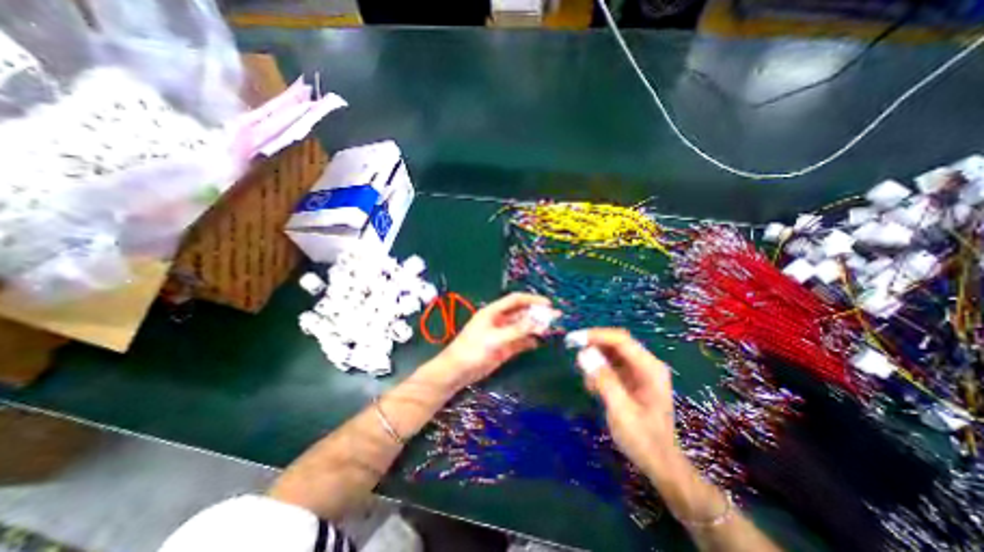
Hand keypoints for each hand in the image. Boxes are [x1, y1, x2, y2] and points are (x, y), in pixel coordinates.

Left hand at [428, 293, 555, 390]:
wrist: (458, 371)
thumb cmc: (473, 350)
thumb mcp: (495, 338)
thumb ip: (517, 330)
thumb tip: (538, 322)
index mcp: (494, 312)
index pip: (516, 300)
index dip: (532, 300)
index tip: (548, 304)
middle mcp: (500, 320)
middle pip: (521, 313)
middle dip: (537, 314)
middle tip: (555, 317)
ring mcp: (503, 334)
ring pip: (523, 327)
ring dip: (535, 327)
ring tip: (551, 330)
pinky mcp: (504, 347)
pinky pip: (520, 341)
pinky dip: (529, 341)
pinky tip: (539, 342)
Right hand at [579, 327, 677, 473]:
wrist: (660, 464)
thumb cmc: (643, 439)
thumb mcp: (621, 410)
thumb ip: (603, 379)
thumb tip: (583, 353)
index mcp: (650, 368)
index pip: (621, 340)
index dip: (596, 336)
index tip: (574, 340)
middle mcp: (646, 365)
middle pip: (616, 344)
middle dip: (594, 347)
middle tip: (575, 357)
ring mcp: (640, 372)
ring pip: (611, 354)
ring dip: (595, 361)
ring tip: (588, 382)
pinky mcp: (632, 379)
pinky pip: (611, 366)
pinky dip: (599, 372)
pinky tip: (593, 388)